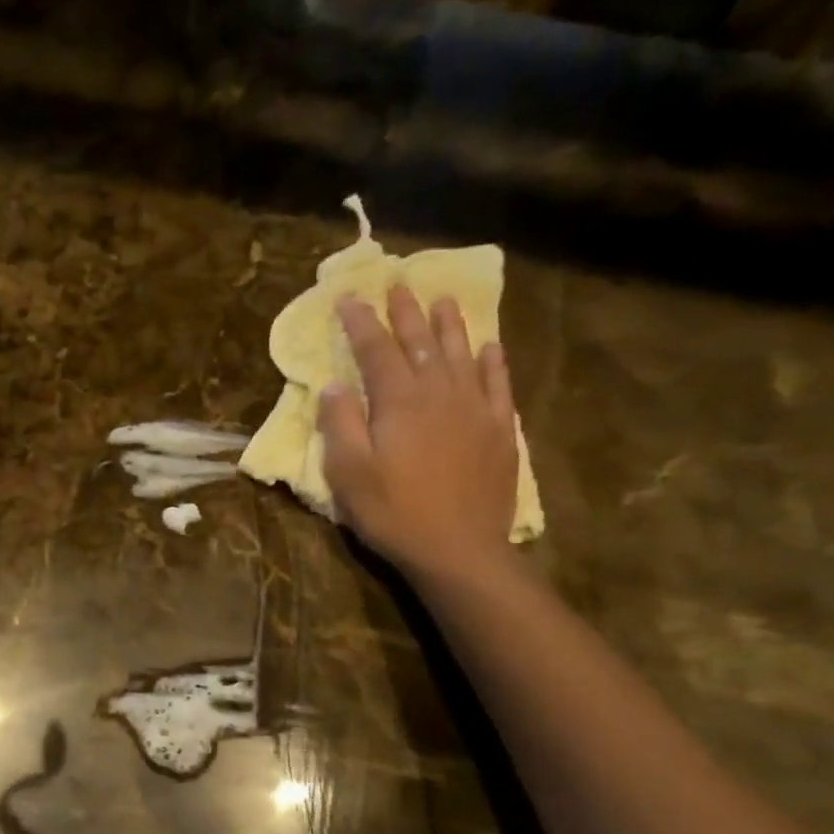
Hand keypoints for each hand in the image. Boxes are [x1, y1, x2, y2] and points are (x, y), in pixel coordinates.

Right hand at [318, 285, 519, 581]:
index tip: (348, 296)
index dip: (361, 321)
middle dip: (406, 312)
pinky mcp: (499, 430)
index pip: (376, 349)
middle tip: (398, 284)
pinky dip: (492, 361)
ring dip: (450, 325)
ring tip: (443, 300)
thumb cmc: (392, 512)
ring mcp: (475, 409)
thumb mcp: (348, 473)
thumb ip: (340, 424)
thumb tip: (334, 384)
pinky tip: (490, 347)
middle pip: (421, 342)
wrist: (458, 549)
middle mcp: (439, 392)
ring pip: (462, 353)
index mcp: (398, 401)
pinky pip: (497, 384)